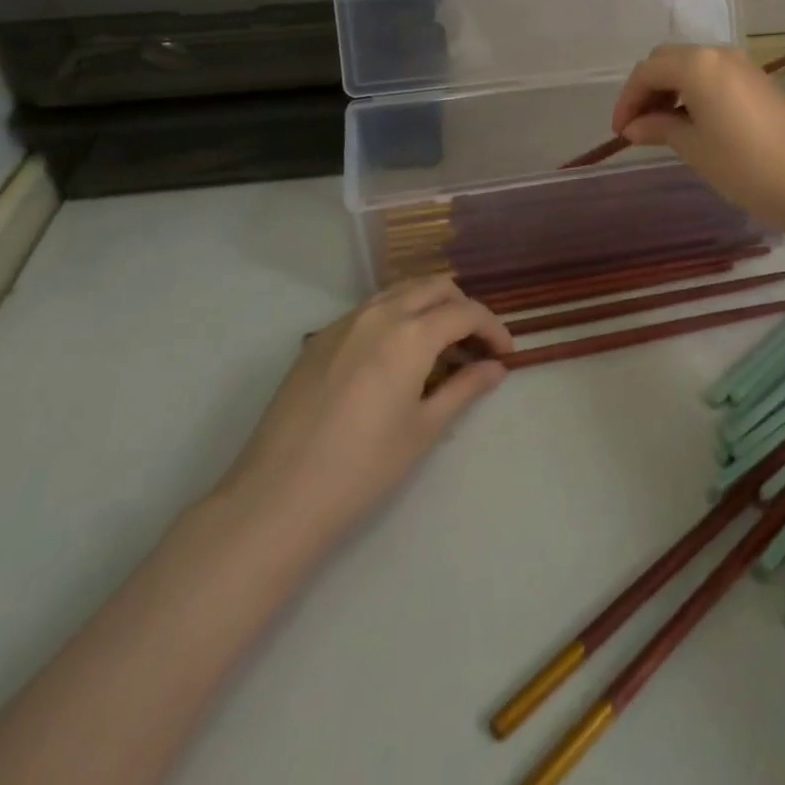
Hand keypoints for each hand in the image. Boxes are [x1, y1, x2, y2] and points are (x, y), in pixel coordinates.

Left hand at [213, 277, 512, 549]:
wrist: (278, 497)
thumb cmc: (362, 468)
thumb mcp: (424, 429)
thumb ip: (465, 389)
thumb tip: (496, 368)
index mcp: (410, 333)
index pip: (465, 312)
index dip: (493, 328)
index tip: (506, 354)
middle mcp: (379, 314)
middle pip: (434, 287)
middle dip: (463, 308)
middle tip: (475, 346)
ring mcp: (344, 323)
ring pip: (400, 291)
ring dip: (429, 307)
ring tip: (440, 347)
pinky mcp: (319, 339)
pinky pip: (370, 310)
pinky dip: (397, 317)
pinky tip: (396, 358)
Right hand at [611, 45, 784, 230]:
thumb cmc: (744, 166)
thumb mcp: (693, 147)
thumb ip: (658, 128)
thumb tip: (633, 126)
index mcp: (698, 65)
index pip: (648, 71)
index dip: (627, 99)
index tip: (620, 131)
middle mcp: (720, 54)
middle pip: (668, 60)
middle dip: (647, 89)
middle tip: (637, 126)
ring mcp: (743, 66)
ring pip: (692, 66)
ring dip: (670, 89)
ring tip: (661, 126)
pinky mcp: (759, 82)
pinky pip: (714, 76)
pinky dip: (694, 92)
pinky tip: (692, 122)